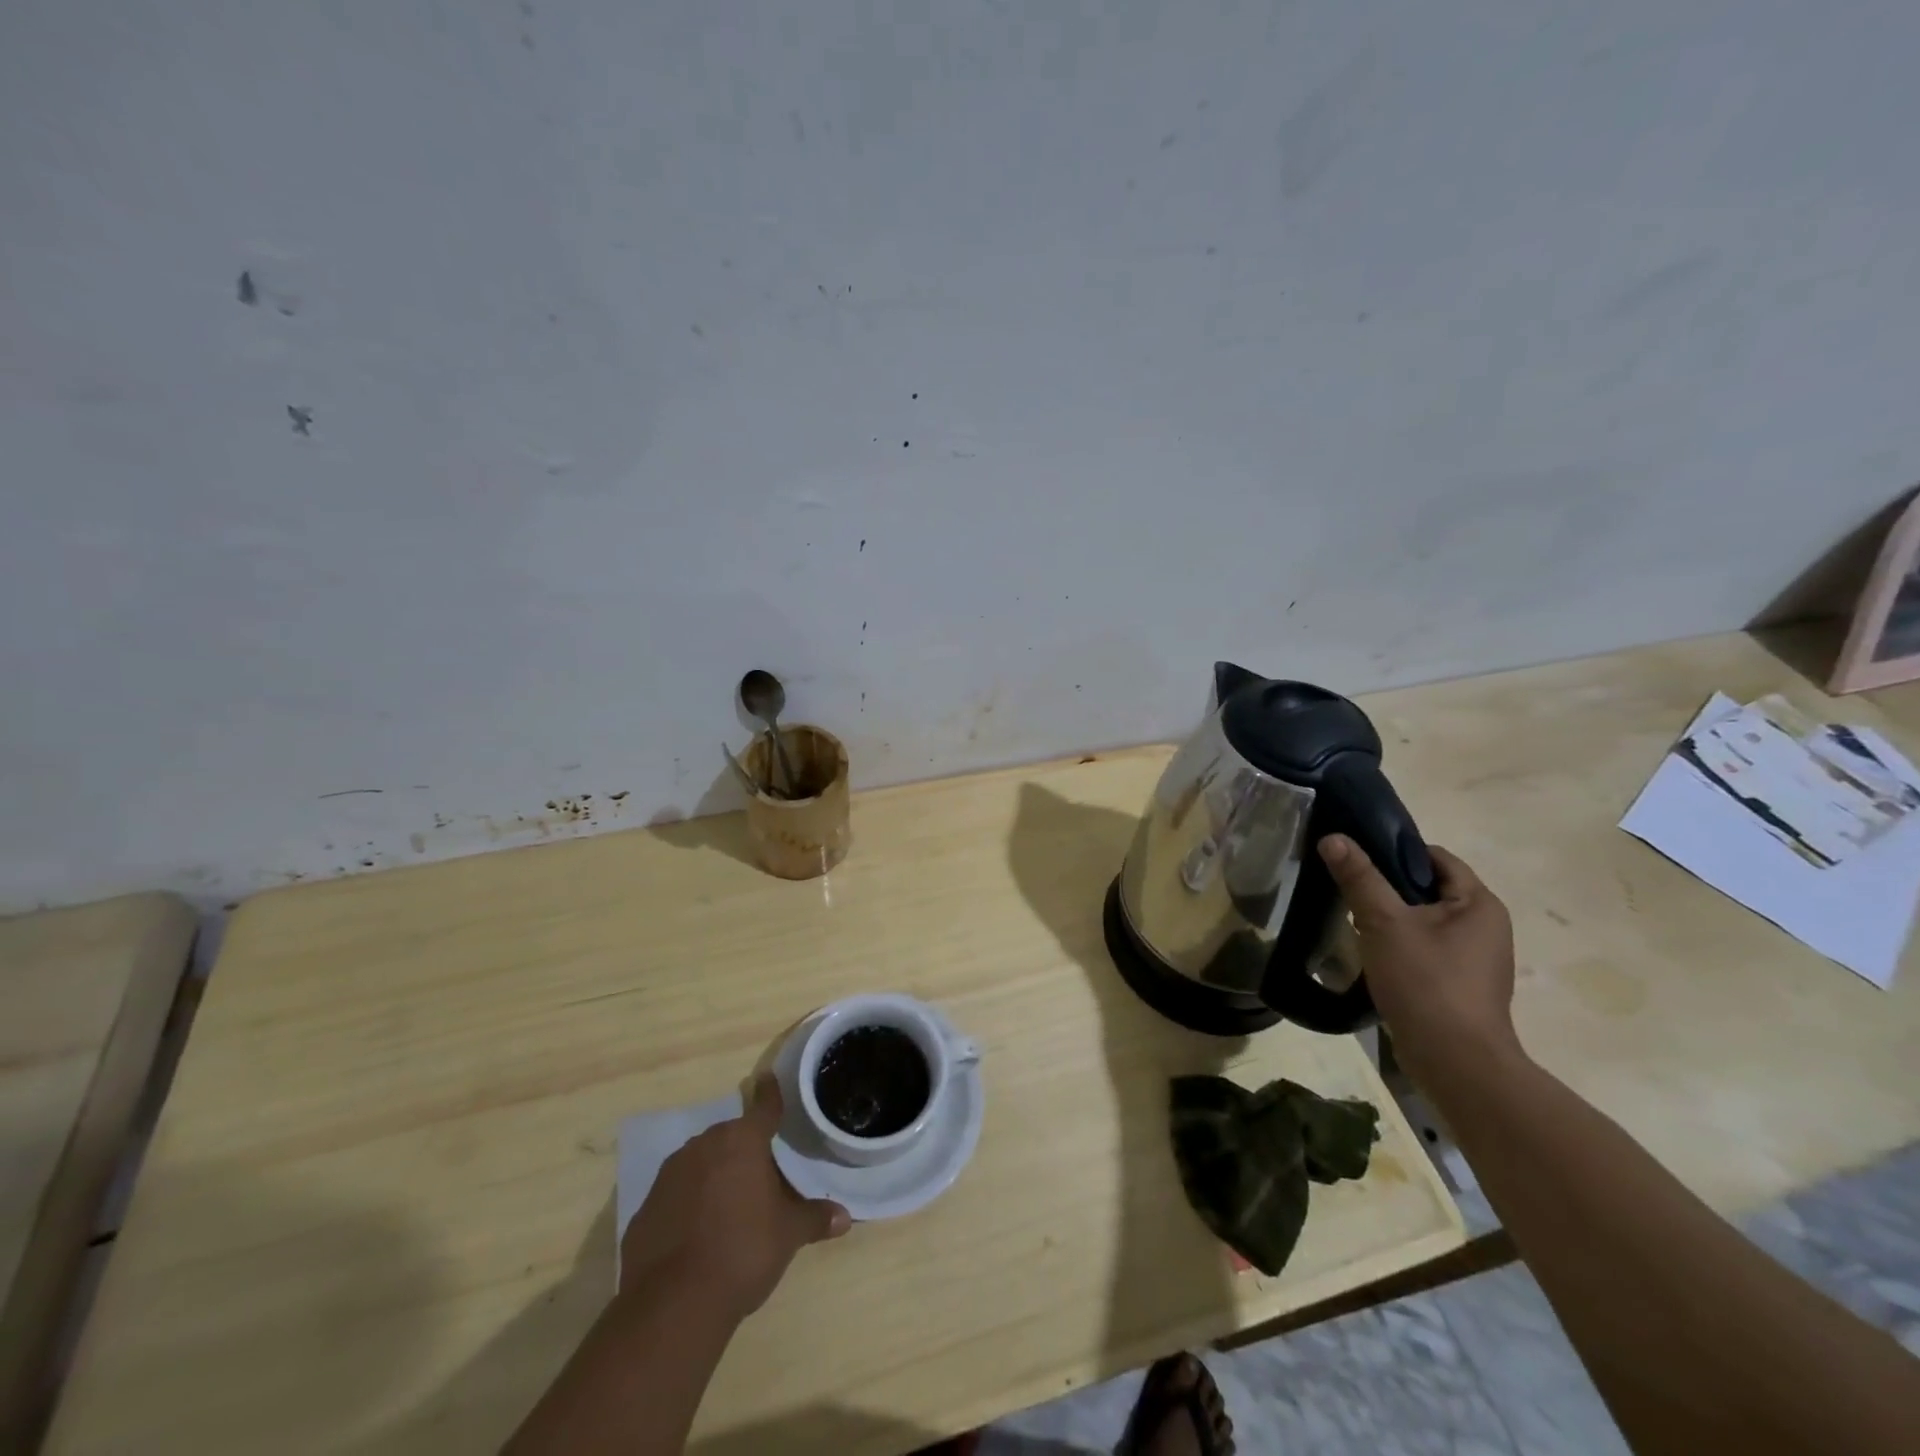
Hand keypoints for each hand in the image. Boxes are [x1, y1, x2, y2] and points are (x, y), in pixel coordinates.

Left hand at [619, 1074, 849, 1321]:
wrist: (673, 1304)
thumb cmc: (743, 1251)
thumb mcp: (788, 1234)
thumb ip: (815, 1218)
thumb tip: (845, 1216)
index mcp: (743, 1141)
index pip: (764, 1107)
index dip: (770, 1094)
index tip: (768, 1079)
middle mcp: (705, 1145)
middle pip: (731, 1138)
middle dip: (744, 1151)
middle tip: (761, 1176)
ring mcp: (670, 1174)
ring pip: (701, 1163)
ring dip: (715, 1175)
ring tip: (730, 1207)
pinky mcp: (646, 1207)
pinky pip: (676, 1194)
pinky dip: (689, 1204)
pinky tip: (698, 1234)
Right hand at [1317, 835, 1521, 1083]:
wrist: (1455, 1062)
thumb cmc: (1426, 982)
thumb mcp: (1385, 922)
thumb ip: (1359, 878)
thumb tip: (1333, 837)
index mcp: (1479, 904)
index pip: (1436, 858)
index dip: (1395, 851)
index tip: (1356, 858)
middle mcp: (1485, 926)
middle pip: (1429, 888)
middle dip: (1388, 886)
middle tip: (1348, 888)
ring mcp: (1475, 958)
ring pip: (1425, 920)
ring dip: (1392, 917)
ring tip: (1354, 920)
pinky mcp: (1460, 984)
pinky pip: (1426, 947)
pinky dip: (1400, 944)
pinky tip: (1372, 953)